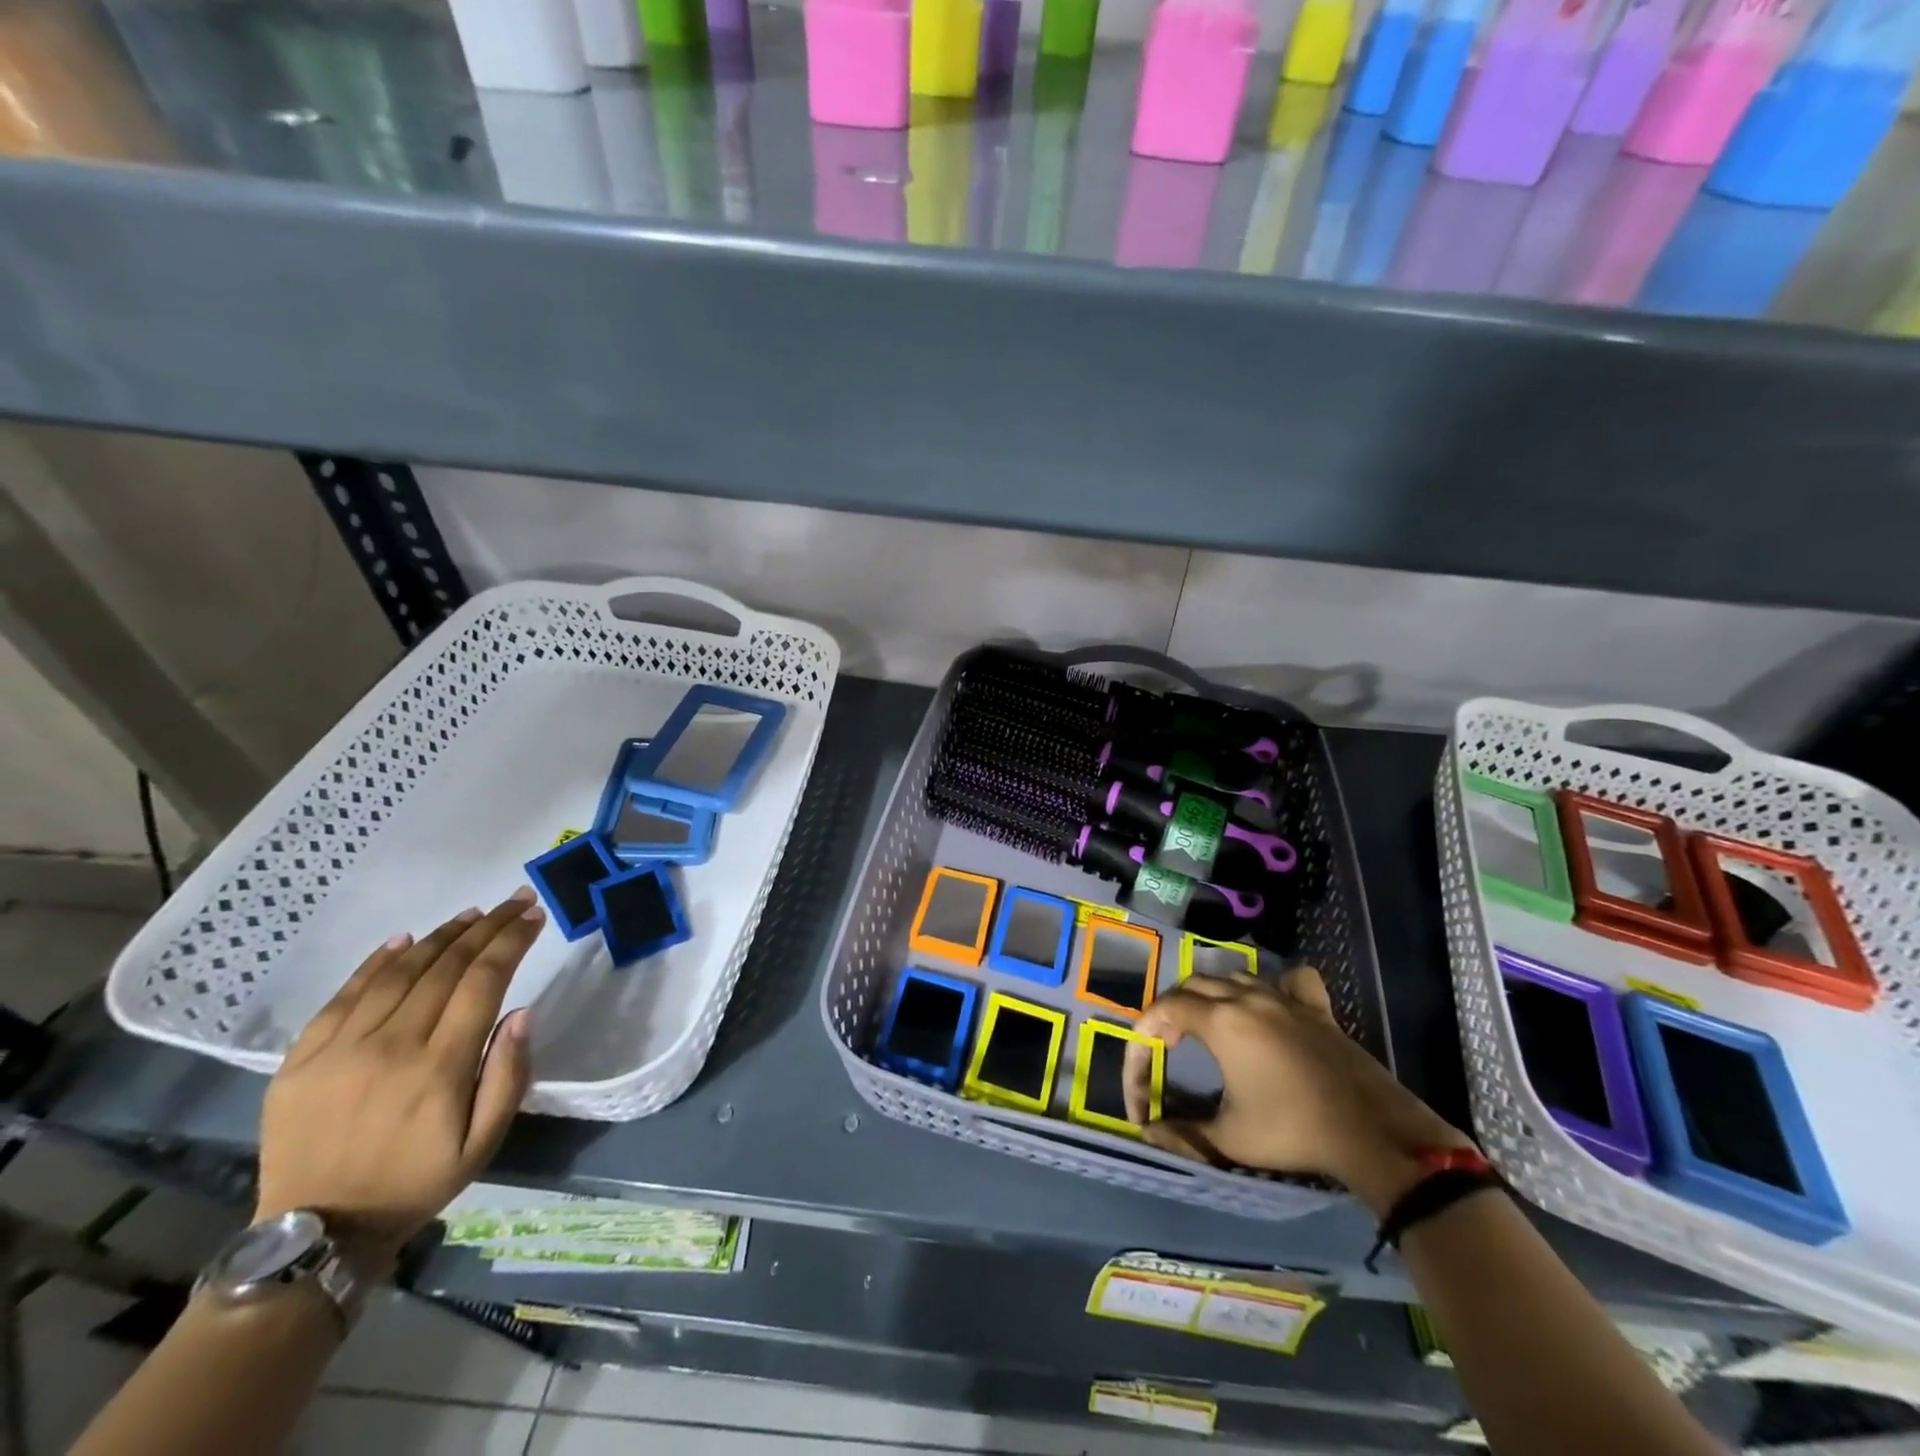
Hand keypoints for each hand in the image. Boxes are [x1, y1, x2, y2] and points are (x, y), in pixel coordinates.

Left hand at [254, 890, 545, 1263]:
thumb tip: (522, 1012)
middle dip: (487, 927)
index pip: (484, 982)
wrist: (318, 1233)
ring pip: (399, 972)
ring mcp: (340, 1050)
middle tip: (515, 901)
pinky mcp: (301, 1059)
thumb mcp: (484, 1142)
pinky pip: (344, 995)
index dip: (511, 942)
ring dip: (441, 936)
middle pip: (446, 967)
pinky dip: (377, 961)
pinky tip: (405, 939)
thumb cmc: (417, 1182)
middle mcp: (390, 1046)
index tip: (534, 916)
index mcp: (438, 1068)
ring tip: (472, 914)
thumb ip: (508, 1075)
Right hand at [1124, 967, 1472, 1213]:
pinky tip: (1272, 1002)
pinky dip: (1273, 984)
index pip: (1163, 1010)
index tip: (1142, 1061)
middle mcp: (1246, 998)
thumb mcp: (1230, 1139)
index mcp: (1220, 1022)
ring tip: (1206, 1022)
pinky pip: (1288, 980)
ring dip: (1211, 994)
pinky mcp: (1315, 1008)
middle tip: (1167, 1043)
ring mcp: (1283, 998)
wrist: (1371, 1131)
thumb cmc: (1292, 1131)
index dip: (1144, 1032)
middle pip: (1192, 985)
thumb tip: (1149, 1132)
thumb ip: (1184, 1133)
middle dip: (1171, 1009)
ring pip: (1233, 977)